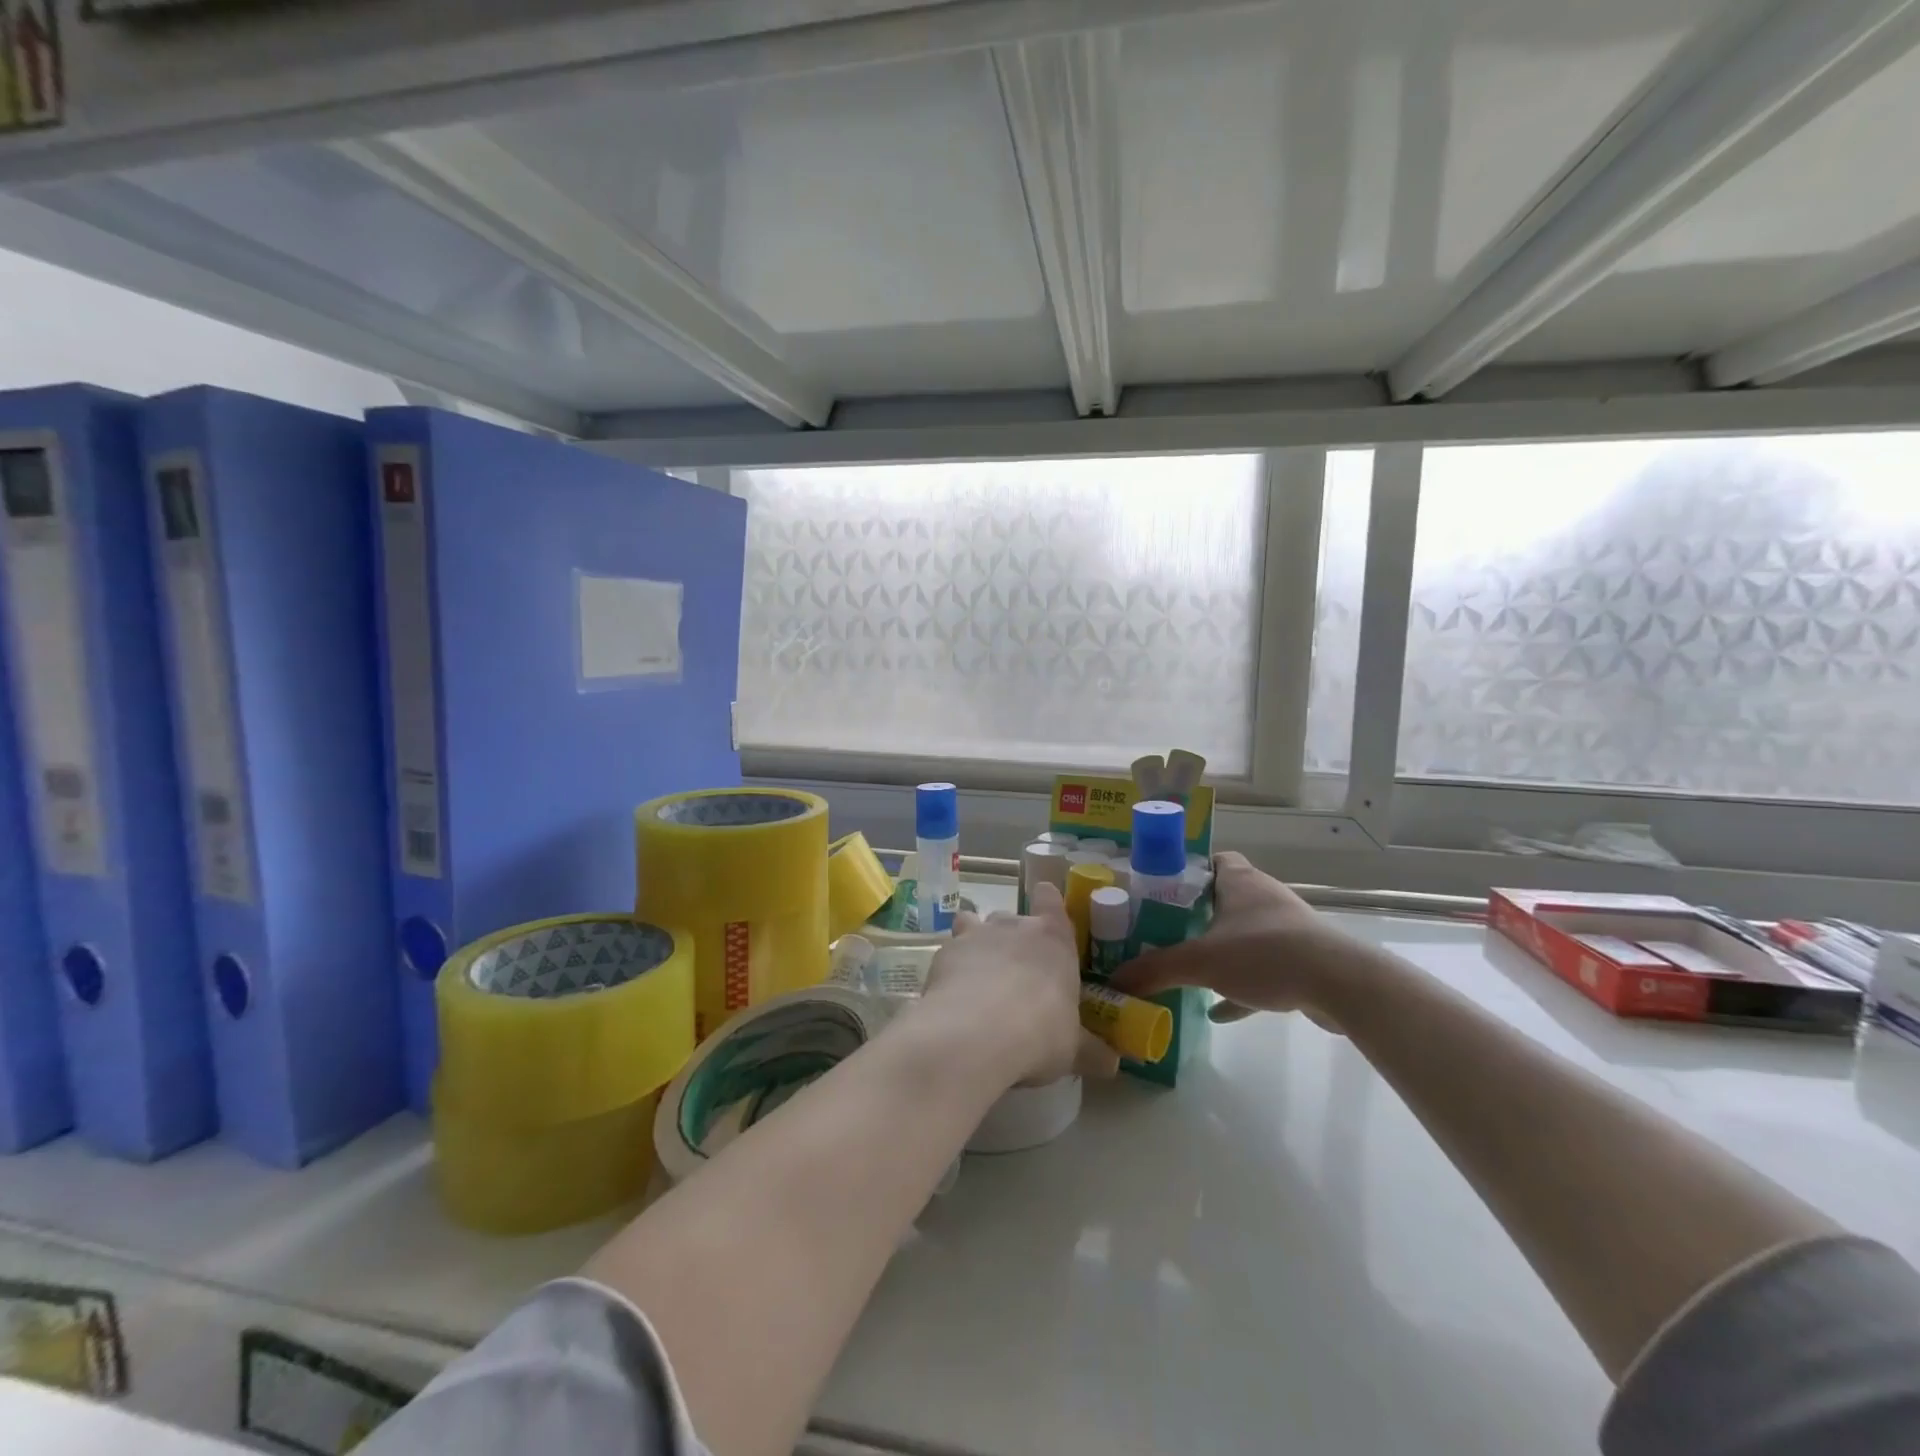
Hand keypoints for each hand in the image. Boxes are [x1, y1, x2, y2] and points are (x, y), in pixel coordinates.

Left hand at [909, 882, 1119, 1086]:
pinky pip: (949, 951)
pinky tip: (952, 995)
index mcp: (1053, 939)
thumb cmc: (1039, 1033)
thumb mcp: (1072, 1049)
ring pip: (973, 923)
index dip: (1047, 902)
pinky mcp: (944, 953)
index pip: (1050, 899)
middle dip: (1012, 939)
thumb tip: (1113, 1064)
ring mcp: (975, 935)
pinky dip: (951, 967)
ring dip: (976, 943)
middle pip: (1012, 918)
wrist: (975, 1033)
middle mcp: (1013, 926)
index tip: (1046, 915)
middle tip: (1016, 974)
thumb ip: (1090, 1051)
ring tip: (978, 977)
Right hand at [1109, 852, 1345, 1026]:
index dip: (1188, 870)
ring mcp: (1287, 929)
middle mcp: (1264, 897)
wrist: (1340, 985)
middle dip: (1197, 914)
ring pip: (1244, 934)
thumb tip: (1114, 979)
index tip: (1162, 890)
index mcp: (1240, 881)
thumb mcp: (1200, 961)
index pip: (1213, 860)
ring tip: (1189, 968)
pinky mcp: (1302, 960)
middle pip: (1224, 898)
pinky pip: (1262, 968)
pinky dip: (1240, 985)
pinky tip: (1218, 1010)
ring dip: (1220, 949)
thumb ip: (1155, 969)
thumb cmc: (1265, 954)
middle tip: (1164, 931)